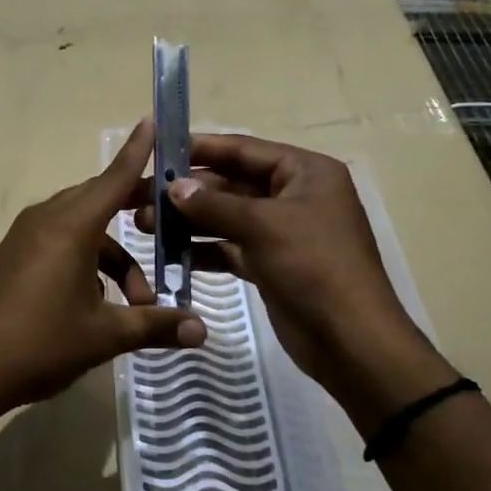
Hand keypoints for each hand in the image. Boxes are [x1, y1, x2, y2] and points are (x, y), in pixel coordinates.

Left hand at [0, 118, 205, 420]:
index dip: (137, 151)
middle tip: (168, 224)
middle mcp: (46, 220)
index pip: (114, 179)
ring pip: (80, 229)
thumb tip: (202, 330)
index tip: (151, 121)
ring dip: (112, 257)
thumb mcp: (104, 336)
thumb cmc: (39, 344)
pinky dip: (85, 262)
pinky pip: (58, 243)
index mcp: (71, 227)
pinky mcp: (10, 257)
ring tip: (135, 304)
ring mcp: (23, 238)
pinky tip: (95, 304)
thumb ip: (155, 326)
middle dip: (133, 211)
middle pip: (99, 201)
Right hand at [135, 133, 456, 427]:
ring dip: (189, 221)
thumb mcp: (263, 226)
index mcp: (305, 172)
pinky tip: (169, 253)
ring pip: (227, 217)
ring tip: (143, 225)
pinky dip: (203, 249)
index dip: (200, 149)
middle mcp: (294, 195)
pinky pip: (231, 247)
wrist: (351, 341)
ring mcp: (283, 232)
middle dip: (187, 192)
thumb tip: (173, 187)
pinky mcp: (271, 264)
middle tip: (139, 196)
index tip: (157, 152)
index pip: (243, 150)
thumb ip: (214, 204)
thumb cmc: (314, 267)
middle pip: (231, 184)